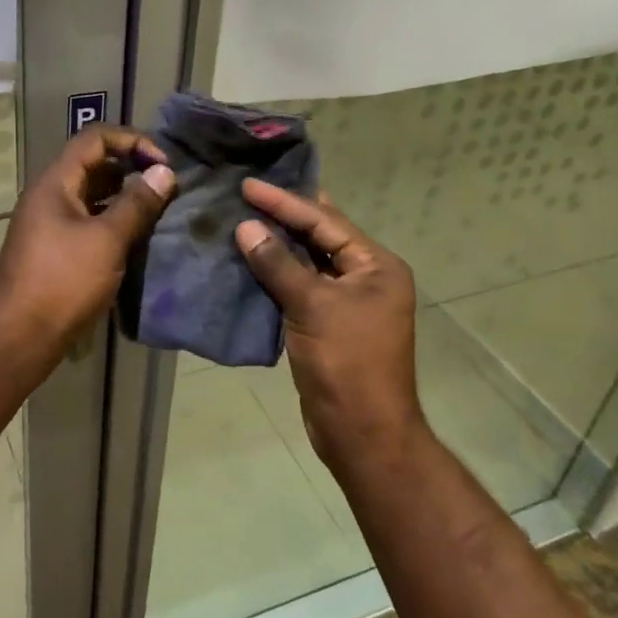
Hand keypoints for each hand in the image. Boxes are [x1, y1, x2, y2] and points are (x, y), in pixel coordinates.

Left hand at [0, 125, 176, 346]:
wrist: (19, 337)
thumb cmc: (63, 282)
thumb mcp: (107, 240)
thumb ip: (137, 203)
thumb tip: (164, 172)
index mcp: (55, 183)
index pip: (94, 139)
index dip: (131, 141)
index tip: (162, 163)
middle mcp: (48, 196)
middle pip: (92, 164)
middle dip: (130, 168)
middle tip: (165, 185)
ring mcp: (48, 224)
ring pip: (91, 195)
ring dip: (123, 196)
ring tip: (157, 209)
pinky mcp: (53, 249)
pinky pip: (87, 220)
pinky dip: (111, 220)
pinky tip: (135, 237)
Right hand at [234, 181, 425, 473]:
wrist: (362, 433)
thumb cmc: (346, 364)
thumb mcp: (312, 307)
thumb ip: (278, 264)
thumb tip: (246, 227)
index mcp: (376, 266)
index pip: (325, 221)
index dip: (284, 202)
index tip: (248, 185)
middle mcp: (366, 277)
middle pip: (319, 236)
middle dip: (283, 216)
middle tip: (246, 193)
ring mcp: (347, 302)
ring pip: (307, 262)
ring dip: (277, 245)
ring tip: (241, 219)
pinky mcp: (328, 323)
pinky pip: (299, 287)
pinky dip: (276, 274)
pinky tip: (249, 261)